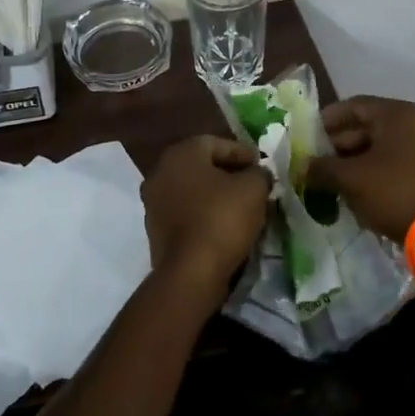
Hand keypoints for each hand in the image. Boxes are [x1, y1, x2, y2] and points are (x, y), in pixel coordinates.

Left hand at [141, 136, 271, 310]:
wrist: (190, 272)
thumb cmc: (222, 219)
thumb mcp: (253, 189)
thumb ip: (259, 174)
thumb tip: (258, 174)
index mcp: (181, 153)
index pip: (216, 143)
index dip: (242, 153)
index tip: (261, 167)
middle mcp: (160, 172)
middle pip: (201, 166)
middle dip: (228, 173)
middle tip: (252, 185)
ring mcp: (153, 202)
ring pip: (192, 190)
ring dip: (215, 195)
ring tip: (241, 207)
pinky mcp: (155, 229)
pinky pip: (185, 212)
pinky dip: (203, 214)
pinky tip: (223, 225)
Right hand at [304, 95, 414, 243]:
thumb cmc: (393, 191)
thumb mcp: (350, 179)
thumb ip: (322, 168)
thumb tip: (303, 167)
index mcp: (397, 114)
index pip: (354, 106)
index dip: (328, 119)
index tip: (308, 135)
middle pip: (369, 126)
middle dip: (340, 144)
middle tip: (318, 161)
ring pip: (383, 146)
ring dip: (357, 160)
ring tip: (334, 179)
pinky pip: (397, 162)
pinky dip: (376, 171)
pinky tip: (358, 190)